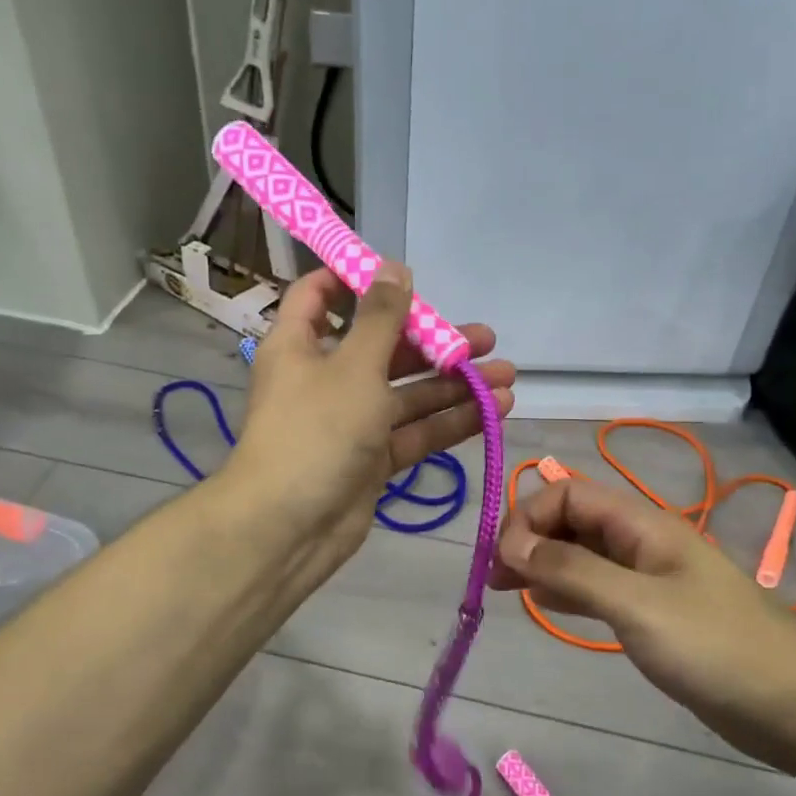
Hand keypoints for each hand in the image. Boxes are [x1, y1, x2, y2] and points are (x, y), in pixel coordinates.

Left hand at [227, 263, 515, 584]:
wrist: (288, 528)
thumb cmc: (315, 431)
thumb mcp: (353, 366)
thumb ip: (381, 317)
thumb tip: (395, 266)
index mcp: (302, 344)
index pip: (321, 295)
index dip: (358, 280)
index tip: (405, 277)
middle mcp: (326, 377)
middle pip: (383, 346)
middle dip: (434, 341)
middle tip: (485, 338)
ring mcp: (351, 421)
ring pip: (408, 393)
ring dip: (454, 384)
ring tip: (507, 374)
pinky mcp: (372, 458)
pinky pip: (415, 432)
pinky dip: (451, 421)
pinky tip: (495, 410)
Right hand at [492, 478, 795, 768]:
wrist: (795, 704)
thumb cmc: (715, 646)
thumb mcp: (636, 604)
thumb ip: (572, 571)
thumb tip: (511, 545)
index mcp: (640, 524)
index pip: (568, 493)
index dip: (530, 517)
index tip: (504, 561)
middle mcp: (640, 542)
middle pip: (572, 520)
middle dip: (529, 539)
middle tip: (493, 579)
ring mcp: (648, 579)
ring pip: (581, 555)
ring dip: (542, 564)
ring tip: (504, 591)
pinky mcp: (653, 614)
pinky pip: (597, 587)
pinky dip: (566, 590)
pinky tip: (545, 605)